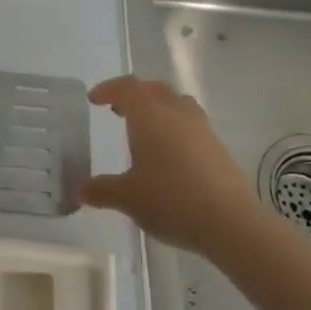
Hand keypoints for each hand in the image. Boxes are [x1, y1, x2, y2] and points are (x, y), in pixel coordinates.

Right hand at [82, 76, 263, 255]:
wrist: (230, 222)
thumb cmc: (171, 200)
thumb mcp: (127, 198)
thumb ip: (101, 190)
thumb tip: (79, 190)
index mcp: (149, 115)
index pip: (127, 87)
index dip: (108, 89)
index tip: (94, 100)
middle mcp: (176, 112)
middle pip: (153, 89)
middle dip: (133, 95)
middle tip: (117, 111)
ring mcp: (201, 127)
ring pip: (175, 102)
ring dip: (157, 107)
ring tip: (145, 128)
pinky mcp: (217, 145)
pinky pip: (190, 122)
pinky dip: (174, 126)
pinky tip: (169, 154)